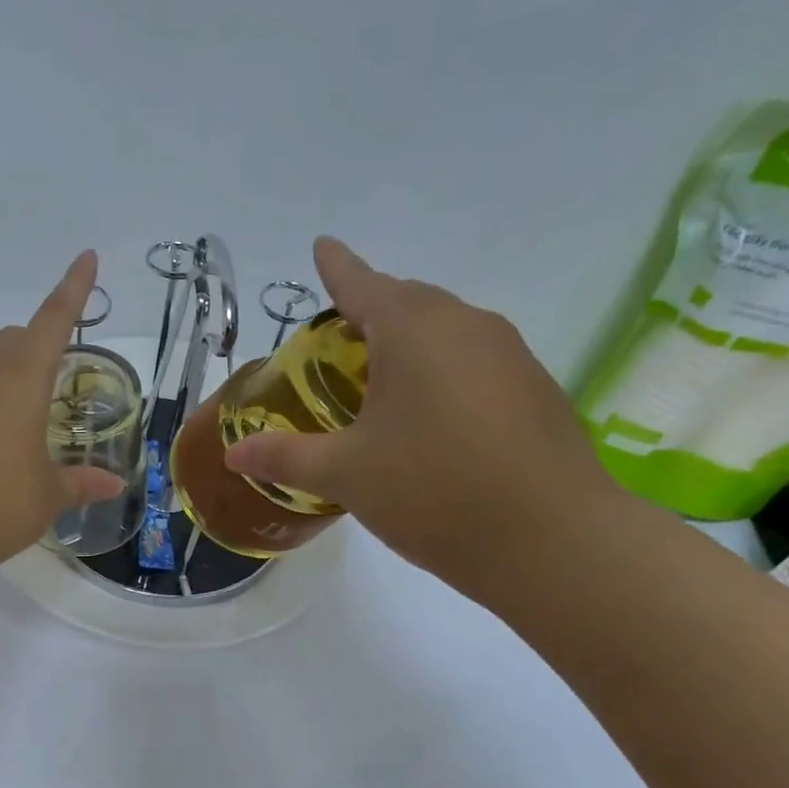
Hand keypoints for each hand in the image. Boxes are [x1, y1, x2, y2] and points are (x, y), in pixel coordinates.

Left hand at [0, 251, 125, 573]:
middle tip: (56, 382)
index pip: (54, 320)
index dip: (74, 288)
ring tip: (22, 430)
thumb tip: (113, 483)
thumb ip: (82, 482)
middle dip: (38, 346)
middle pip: (14, 340)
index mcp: (23, 380)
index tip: (87, 257)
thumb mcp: (49, 495)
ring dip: (6, 382)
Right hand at [224, 237, 620, 598]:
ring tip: (378, 382)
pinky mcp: (535, 390)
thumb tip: (235, 455)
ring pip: (446, 331)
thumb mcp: (345, 474)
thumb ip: (285, 457)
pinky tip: (429, 419)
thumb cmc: (433, 490)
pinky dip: (441, 372)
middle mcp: (466, 326)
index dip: (337, 267)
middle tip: (336, 342)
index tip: (322, 246)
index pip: (362, 284)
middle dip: (370, 309)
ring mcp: (510, 356)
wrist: (553, 541)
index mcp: (414, 330)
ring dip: (408, 343)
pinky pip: (474, 361)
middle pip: (408, 302)